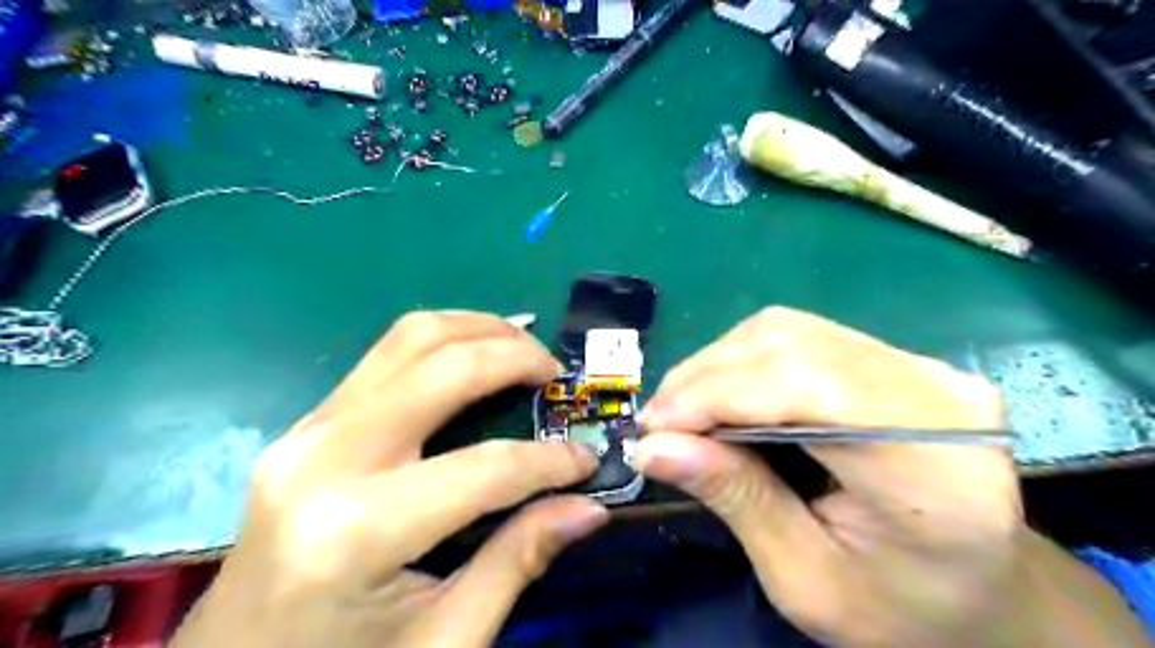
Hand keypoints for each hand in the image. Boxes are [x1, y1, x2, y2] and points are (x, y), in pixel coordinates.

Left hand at [171, 309, 606, 647]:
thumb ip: (518, 561)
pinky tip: (474, 354)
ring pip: (408, 339)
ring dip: (477, 329)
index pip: (485, 469)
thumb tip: (588, 508)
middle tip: (556, 373)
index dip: (549, 461)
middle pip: (441, 367)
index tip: (587, 459)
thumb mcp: (444, 640)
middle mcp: (325, 460)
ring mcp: (306, 431)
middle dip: (514, 356)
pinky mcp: (306, 424)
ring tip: (523, 346)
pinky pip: (385, 357)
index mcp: (356, 532)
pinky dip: (442, 343)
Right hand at [636, 305, 1149, 646]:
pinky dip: (745, 361)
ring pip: (790, 331)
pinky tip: (721, 395)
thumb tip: (654, 446)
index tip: (654, 429)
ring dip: (720, 365)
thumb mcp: (806, 580)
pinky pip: (802, 337)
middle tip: (658, 423)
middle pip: (794, 346)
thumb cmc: (901, 610)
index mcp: (932, 470)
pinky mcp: (897, 359)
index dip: (718, 395)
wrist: (985, 592)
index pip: (808, 389)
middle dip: (706, 378)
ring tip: (682, 410)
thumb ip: (736, 501)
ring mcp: (921, 366)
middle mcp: (936, 395)